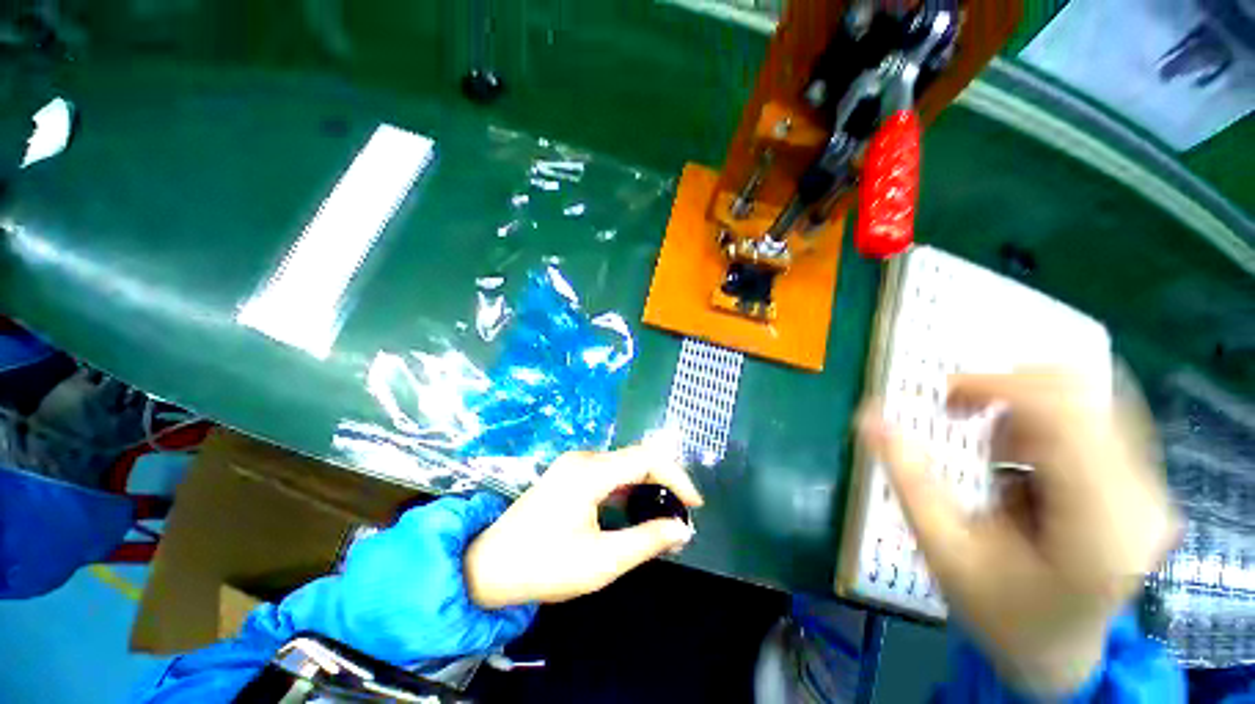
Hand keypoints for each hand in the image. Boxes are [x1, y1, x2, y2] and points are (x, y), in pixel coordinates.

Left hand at [464, 445, 703, 608]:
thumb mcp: (601, 561)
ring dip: (647, 486)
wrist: (488, 566)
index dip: (677, 477)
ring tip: (663, 515)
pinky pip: (609, 474)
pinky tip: (635, 510)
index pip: (648, 459)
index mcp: (591, 472)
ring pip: (624, 466)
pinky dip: (629, 489)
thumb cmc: (544, 565)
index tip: (694, 506)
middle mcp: (584, 459)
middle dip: (664, 482)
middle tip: (680, 515)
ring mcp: (575, 464)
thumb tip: (681, 528)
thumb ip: (646, 541)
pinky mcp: (570, 474)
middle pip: (637, 459)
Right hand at [858, 370, 1180, 695]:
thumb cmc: (999, 610)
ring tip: (994, 452)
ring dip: (1025, 407)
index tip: (945, 397)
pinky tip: (1024, 456)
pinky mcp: (1144, 480)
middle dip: (1006, 390)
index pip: (1063, 417)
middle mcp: (1140, 500)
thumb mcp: (944, 551)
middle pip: (1081, 396)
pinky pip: (1095, 416)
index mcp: (1096, 530)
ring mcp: (1150, 488)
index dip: (998, 387)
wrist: (1061, 647)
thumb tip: (868, 416)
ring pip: (1089, 398)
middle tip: (958, 412)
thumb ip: (909, 479)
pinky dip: (1045, 419)